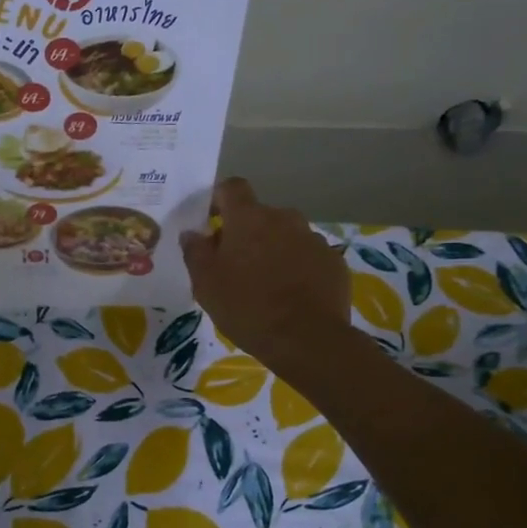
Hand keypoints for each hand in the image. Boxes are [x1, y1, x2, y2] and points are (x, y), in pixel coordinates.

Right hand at [180, 178, 349, 375]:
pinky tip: (292, 296)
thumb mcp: (206, 284)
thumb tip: (192, 233)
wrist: (307, 340)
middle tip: (235, 265)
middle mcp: (284, 218)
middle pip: (260, 215)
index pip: (232, 187)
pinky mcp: (334, 262)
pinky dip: (298, 268)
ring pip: (285, 236)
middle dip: (246, 233)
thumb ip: (195, 252)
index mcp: (249, 218)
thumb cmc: (247, 307)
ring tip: (266, 284)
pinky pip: (308, 256)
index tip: (211, 221)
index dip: (220, 199)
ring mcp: (313, 239)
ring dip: (274, 250)